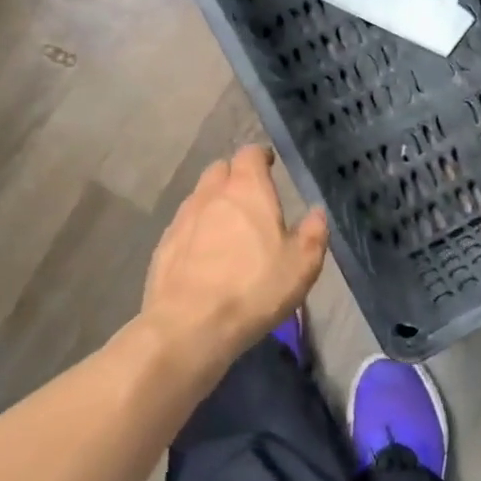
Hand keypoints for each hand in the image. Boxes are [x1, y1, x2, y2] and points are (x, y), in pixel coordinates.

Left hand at [141, 145, 328, 358]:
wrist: (189, 326)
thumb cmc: (254, 288)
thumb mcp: (301, 265)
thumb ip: (313, 233)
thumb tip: (316, 212)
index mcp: (247, 189)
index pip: (250, 154)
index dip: (261, 158)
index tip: (270, 168)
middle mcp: (211, 194)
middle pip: (221, 170)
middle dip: (235, 177)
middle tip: (252, 200)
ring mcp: (183, 218)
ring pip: (200, 197)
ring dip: (215, 204)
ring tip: (229, 230)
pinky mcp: (164, 245)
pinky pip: (185, 226)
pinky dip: (197, 231)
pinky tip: (206, 256)